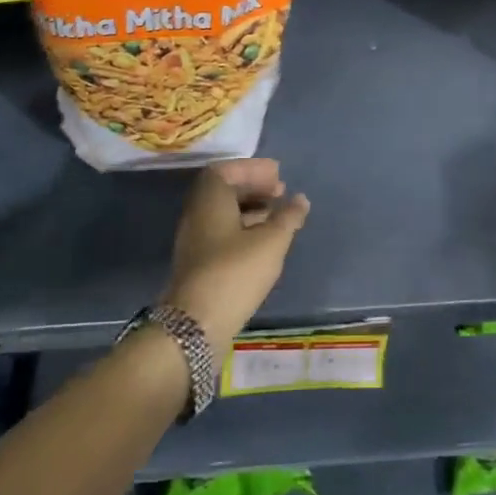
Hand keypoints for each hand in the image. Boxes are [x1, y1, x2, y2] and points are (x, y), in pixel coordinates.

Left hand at [161, 159, 309, 348]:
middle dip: (254, 187)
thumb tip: (300, 199)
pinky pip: (222, 232)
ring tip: (278, 218)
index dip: (253, 169)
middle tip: (280, 192)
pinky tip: (263, 243)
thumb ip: (288, 217)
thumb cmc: (235, 271)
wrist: (195, 325)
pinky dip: (243, 228)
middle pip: (224, 190)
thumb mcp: (271, 241)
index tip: (277, 175)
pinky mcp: (198, 263)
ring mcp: (195, 240)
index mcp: (210, 199)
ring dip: (251, 209)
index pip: (227, 170)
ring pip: (224, 213)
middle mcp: (197, 214)